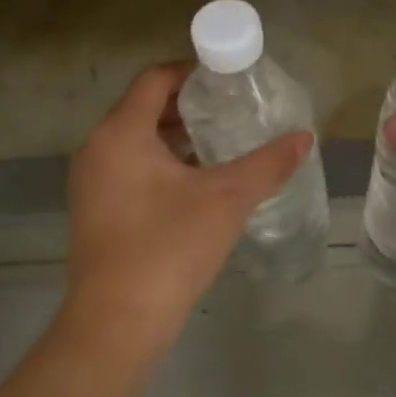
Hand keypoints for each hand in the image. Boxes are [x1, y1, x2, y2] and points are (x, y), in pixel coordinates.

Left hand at [67, 63, 310, 340]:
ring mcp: (91, 182)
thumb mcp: (226, 200)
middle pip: (144, 108)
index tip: (228, 78)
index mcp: (120, 133)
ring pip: (136, 141)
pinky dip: (159, 164)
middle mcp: (97, 149)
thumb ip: (268, 164)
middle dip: (188, 106)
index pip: (155, 79)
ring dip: (175, 137)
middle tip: (232, 110)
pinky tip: (195, 184)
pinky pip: (128, 168)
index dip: (192, 72)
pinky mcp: (94, 211)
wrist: (117, 324)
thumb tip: (304, 138)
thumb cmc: (169, 248)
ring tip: (220, 144)